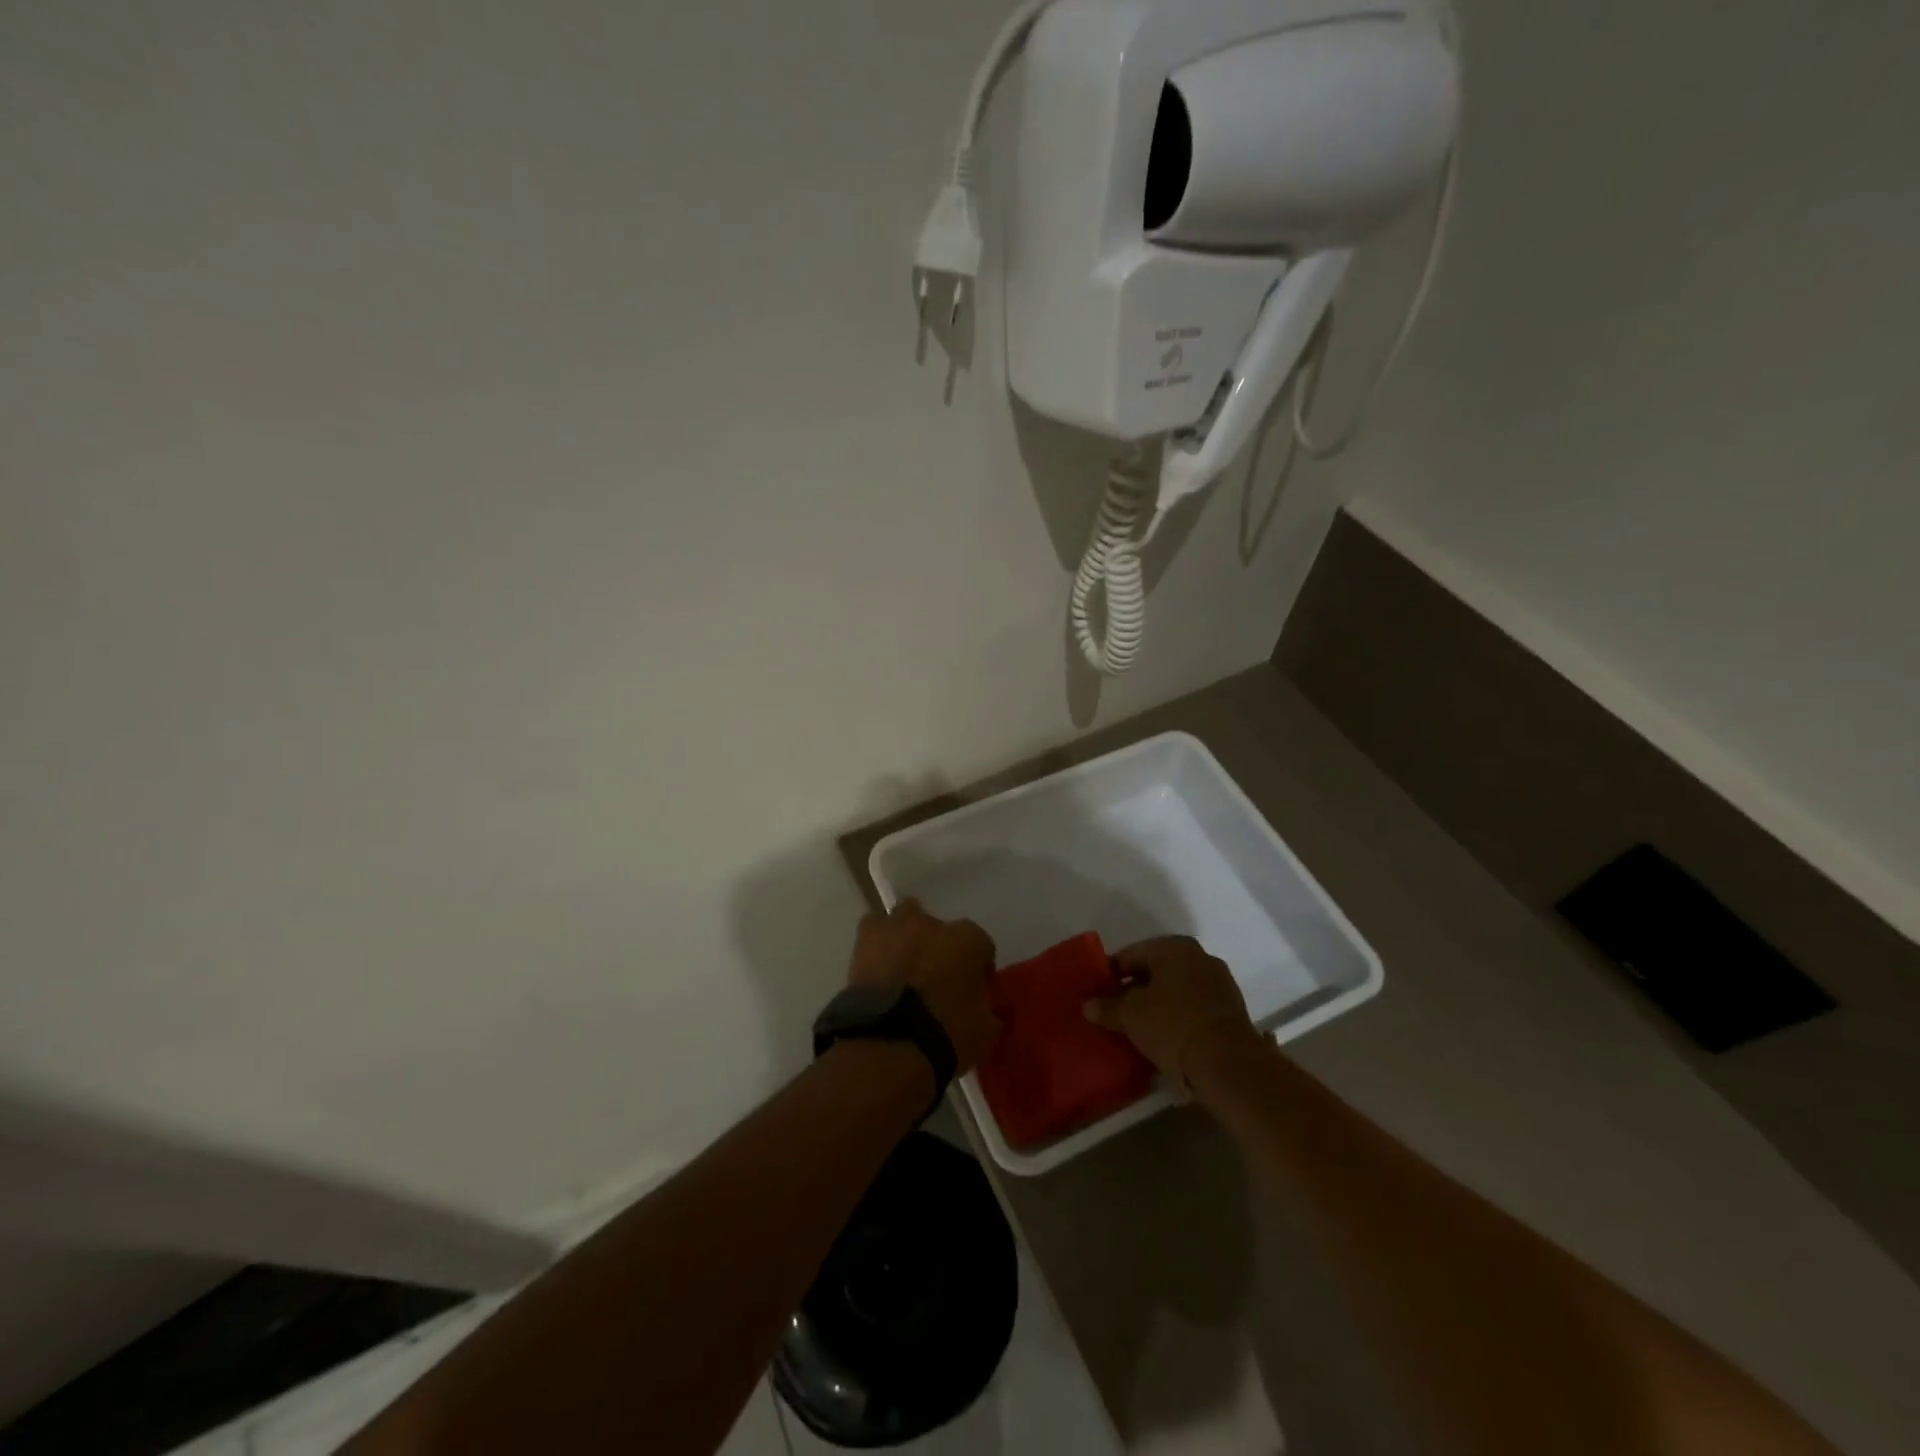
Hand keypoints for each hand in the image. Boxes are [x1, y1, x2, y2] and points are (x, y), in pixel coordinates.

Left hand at [848, 899, 998, 1072]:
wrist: (889, 1043)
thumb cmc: (945, 1037)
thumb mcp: (983, 1034)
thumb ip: (988, 1014)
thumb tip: (989, 1013)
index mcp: (970, 940)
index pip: (982, 946)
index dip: (977, 968)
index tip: (973, 989)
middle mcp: (935, 924)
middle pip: (940, 927)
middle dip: (938, 945)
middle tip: (934, 977)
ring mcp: (898, 927)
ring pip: (904, 917)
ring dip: (906, 935)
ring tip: (901, 965)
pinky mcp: (865, 938)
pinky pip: (873, 930)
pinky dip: (876, 944)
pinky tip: (876, 966)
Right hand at [1086, 936, 1259, 1092]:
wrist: (1228, 1064)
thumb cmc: (1172, 1026)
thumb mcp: (1130, 1016)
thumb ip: (1107, 1007)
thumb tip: (1088, 1005)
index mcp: (1174, 947)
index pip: (1131, 955)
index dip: (1111, 973)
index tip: (1098, 992)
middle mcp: (1200, 957)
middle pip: (1156, 970)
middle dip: (1135, 988)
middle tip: (1116, 1010)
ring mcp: (1220, 983)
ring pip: (1177, 989)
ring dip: (1158, 1003)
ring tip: (1139, 1026)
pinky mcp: (1231, 1010)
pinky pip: (1194, 1006)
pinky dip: (1178, 1016)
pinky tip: (1165, 1036)